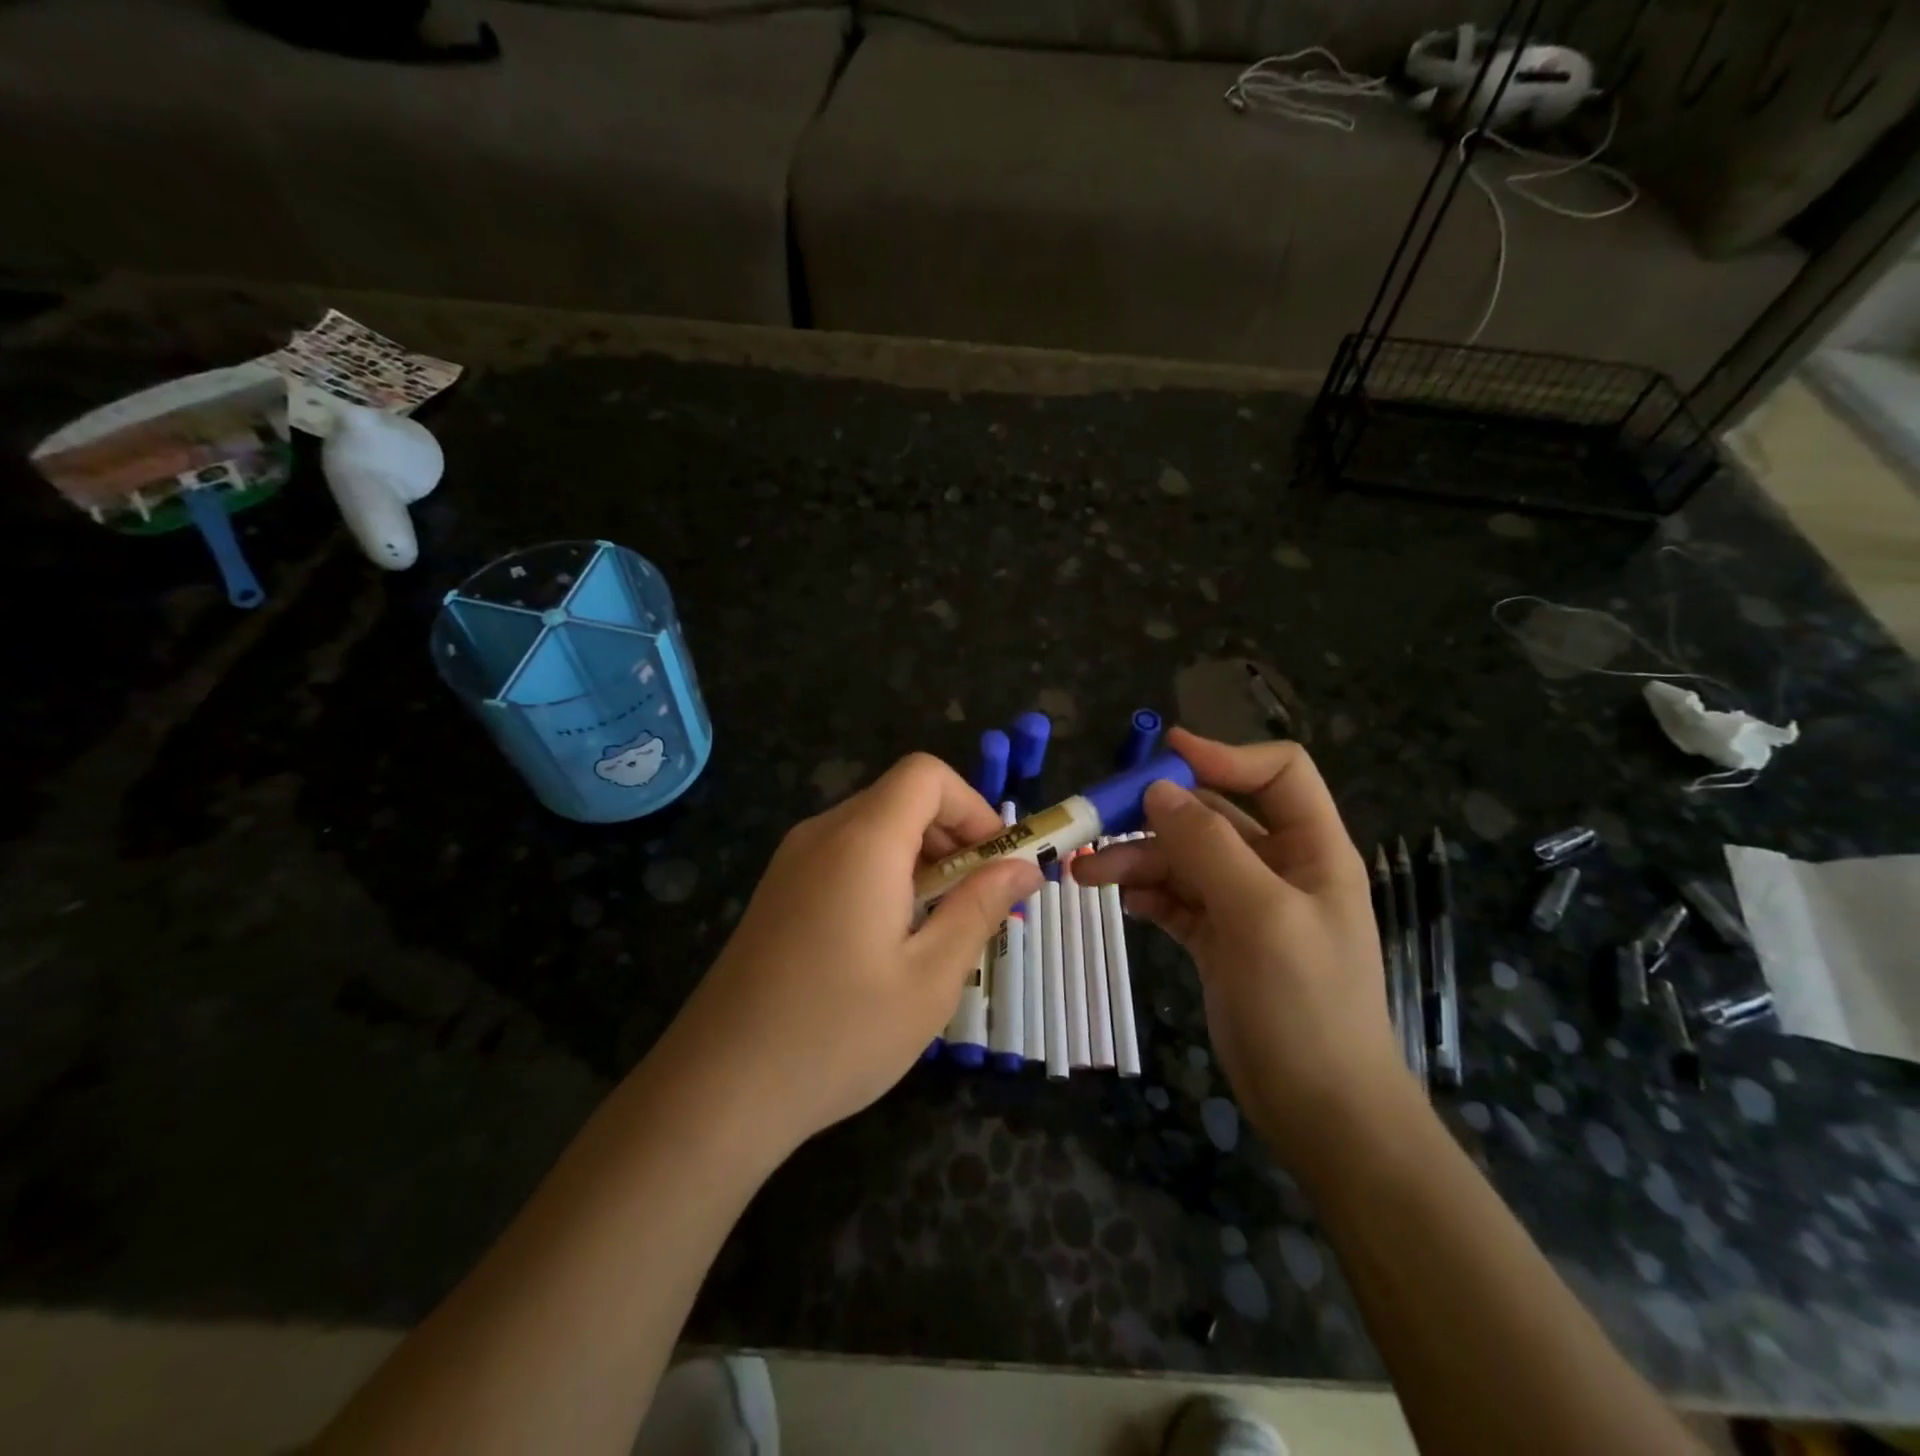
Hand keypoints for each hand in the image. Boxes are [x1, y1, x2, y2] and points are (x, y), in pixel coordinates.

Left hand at [664, 754, 1041, 1154]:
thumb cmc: (838, 1033)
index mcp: (862, 841)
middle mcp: (822, 834)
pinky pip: (845, 856)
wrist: (718, 1088)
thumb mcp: (930, 977)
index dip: (973, 806)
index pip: (926, 775)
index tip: (995, 864)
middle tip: (977, 904)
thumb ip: (980, 908)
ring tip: (938, 929)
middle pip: (901, 798)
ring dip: (921, 860)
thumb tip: (1023, 867)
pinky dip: (884, 875)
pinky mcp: (779, 891)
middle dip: (953, 836)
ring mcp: (792, 862)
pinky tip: (889, 940)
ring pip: (874, 828)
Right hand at [1079, 728, 1412, 1174]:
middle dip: (1155, 816)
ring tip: (1084, 875)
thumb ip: (1209, 846)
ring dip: (1135, 858)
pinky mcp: (1218, 939)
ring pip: (1183, 859)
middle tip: (1095, 823)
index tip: (1162, 758)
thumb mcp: (1260, 916)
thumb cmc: (1306, 1006)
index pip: (1276, 773)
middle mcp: (1278, 868)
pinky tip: (1118, 900)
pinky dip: (1145, 893)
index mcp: (1311, 849)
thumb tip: (1159, 788)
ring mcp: (1245, 905)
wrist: (1321, 1111)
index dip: (1223, 756)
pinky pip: (1174, 898)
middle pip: (1212, 816)